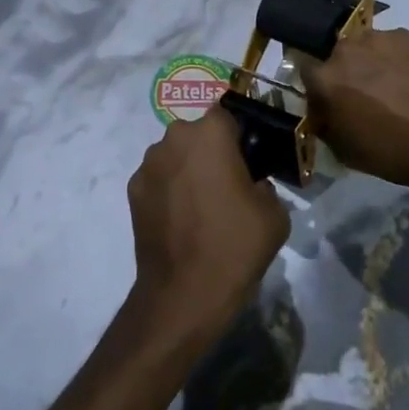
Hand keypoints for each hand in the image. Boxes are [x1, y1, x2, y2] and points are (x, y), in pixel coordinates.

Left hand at [125, 106, 289, 352]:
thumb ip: (265, 184)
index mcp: (209, 133)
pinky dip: (169, 191)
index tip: (249, 161)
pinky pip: (159, 179)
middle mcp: (173, 138)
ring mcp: (148, 164)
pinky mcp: (133, 190)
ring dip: (188, 170)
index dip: (240, 136)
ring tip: (202, 207)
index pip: (228, 116)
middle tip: (228, 185)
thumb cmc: (234, 245)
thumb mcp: (275, 213)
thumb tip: (252, 183)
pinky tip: (181, 221)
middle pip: (198, 134)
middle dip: (212, 151)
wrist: (184, 293)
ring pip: (176, 155)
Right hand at [299, 26, 408, 203]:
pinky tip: (408, 79)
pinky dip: (392, 58)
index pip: (303, 68)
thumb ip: (324, 123)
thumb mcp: (344, 151)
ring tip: (387, 85)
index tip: (326, 99)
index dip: (315, 86)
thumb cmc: (392, 153)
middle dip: (341, 72)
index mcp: (325, 79)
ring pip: (361, 46)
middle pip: (333, 55)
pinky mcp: (405, 36)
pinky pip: (388, 45)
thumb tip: (322, 111)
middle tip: (359, 94)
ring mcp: (377, 38)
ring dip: (366, 62)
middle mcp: (345, 50)